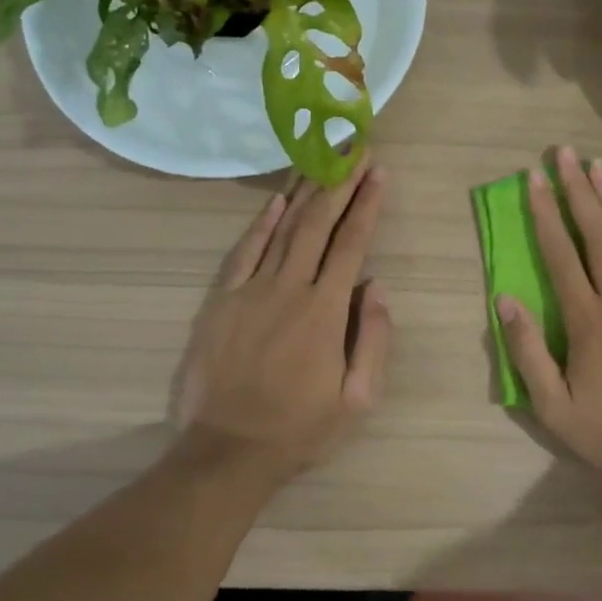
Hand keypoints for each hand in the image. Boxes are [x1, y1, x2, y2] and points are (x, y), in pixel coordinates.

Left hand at [171, 156, 392, 481]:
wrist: (227, 451)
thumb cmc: (299, 428)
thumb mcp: (357, 399)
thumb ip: (373, 338)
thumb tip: (376, 286)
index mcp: (325, 311)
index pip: (352, 244)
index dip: (367, 205)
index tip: (379, 173)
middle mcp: (289, 288)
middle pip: (318, 224)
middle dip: (340, 182)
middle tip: (355, 149)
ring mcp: (250, 290)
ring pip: (282, 228)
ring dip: (305, 191)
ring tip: (322, 159)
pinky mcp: (222, 300)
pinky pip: (244, 251)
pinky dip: (261, 221)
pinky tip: (277, 199)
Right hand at [496, 147, 601, 486]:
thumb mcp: (555, 409)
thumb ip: (528, 353)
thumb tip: (505, 300)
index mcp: (587, 321)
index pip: (560, 255)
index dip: (545, 213)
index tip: (534, 179)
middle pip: (597, 236)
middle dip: (577, 191)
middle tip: (565, 153)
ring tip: (600, 166)